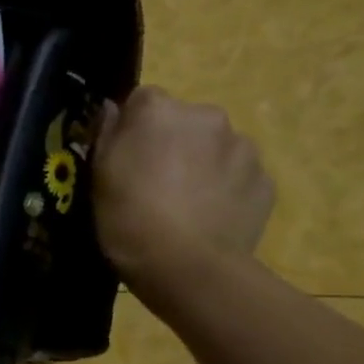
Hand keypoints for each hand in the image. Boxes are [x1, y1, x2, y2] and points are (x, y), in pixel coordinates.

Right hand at [93, 86, 273, 302]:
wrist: (185, 264)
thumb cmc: (127, 214)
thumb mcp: (98, 173)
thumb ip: (107, 133)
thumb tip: (114, 109)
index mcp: (159, 110)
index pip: (143, 99)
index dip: (132, 127)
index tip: (124, 155)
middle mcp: (206, 116)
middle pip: (184, 120)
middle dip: (172, 142)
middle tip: (153, 181)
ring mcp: (243, 147)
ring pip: (215, 147)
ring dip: (201, 164)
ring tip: (183, 203)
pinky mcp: (266, 180)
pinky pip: (238, 176)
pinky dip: (224, 189)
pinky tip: (207, 217)